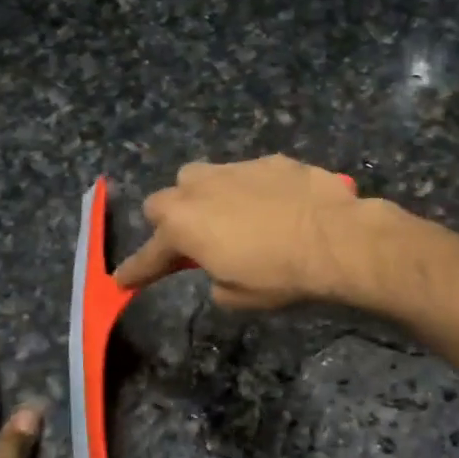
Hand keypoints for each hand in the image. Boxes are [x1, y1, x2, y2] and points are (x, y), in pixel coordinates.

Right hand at [113, 156, 366, 309]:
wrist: (336, 239)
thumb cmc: (280, 275)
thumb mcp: (238, 297)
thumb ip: (215, 280)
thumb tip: (219, 270)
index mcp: (184, 226)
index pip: (150, 254)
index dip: (136, 270)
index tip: (123, 281)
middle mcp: (200, 189)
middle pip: (163, 200)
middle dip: (170, 221)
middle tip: (191, 241)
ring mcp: (235, 168)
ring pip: (201, 176)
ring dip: (204, 197)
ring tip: (228, 216)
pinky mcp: (270, 160)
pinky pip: (245, 173)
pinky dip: (249, 190)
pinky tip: (272, 206)